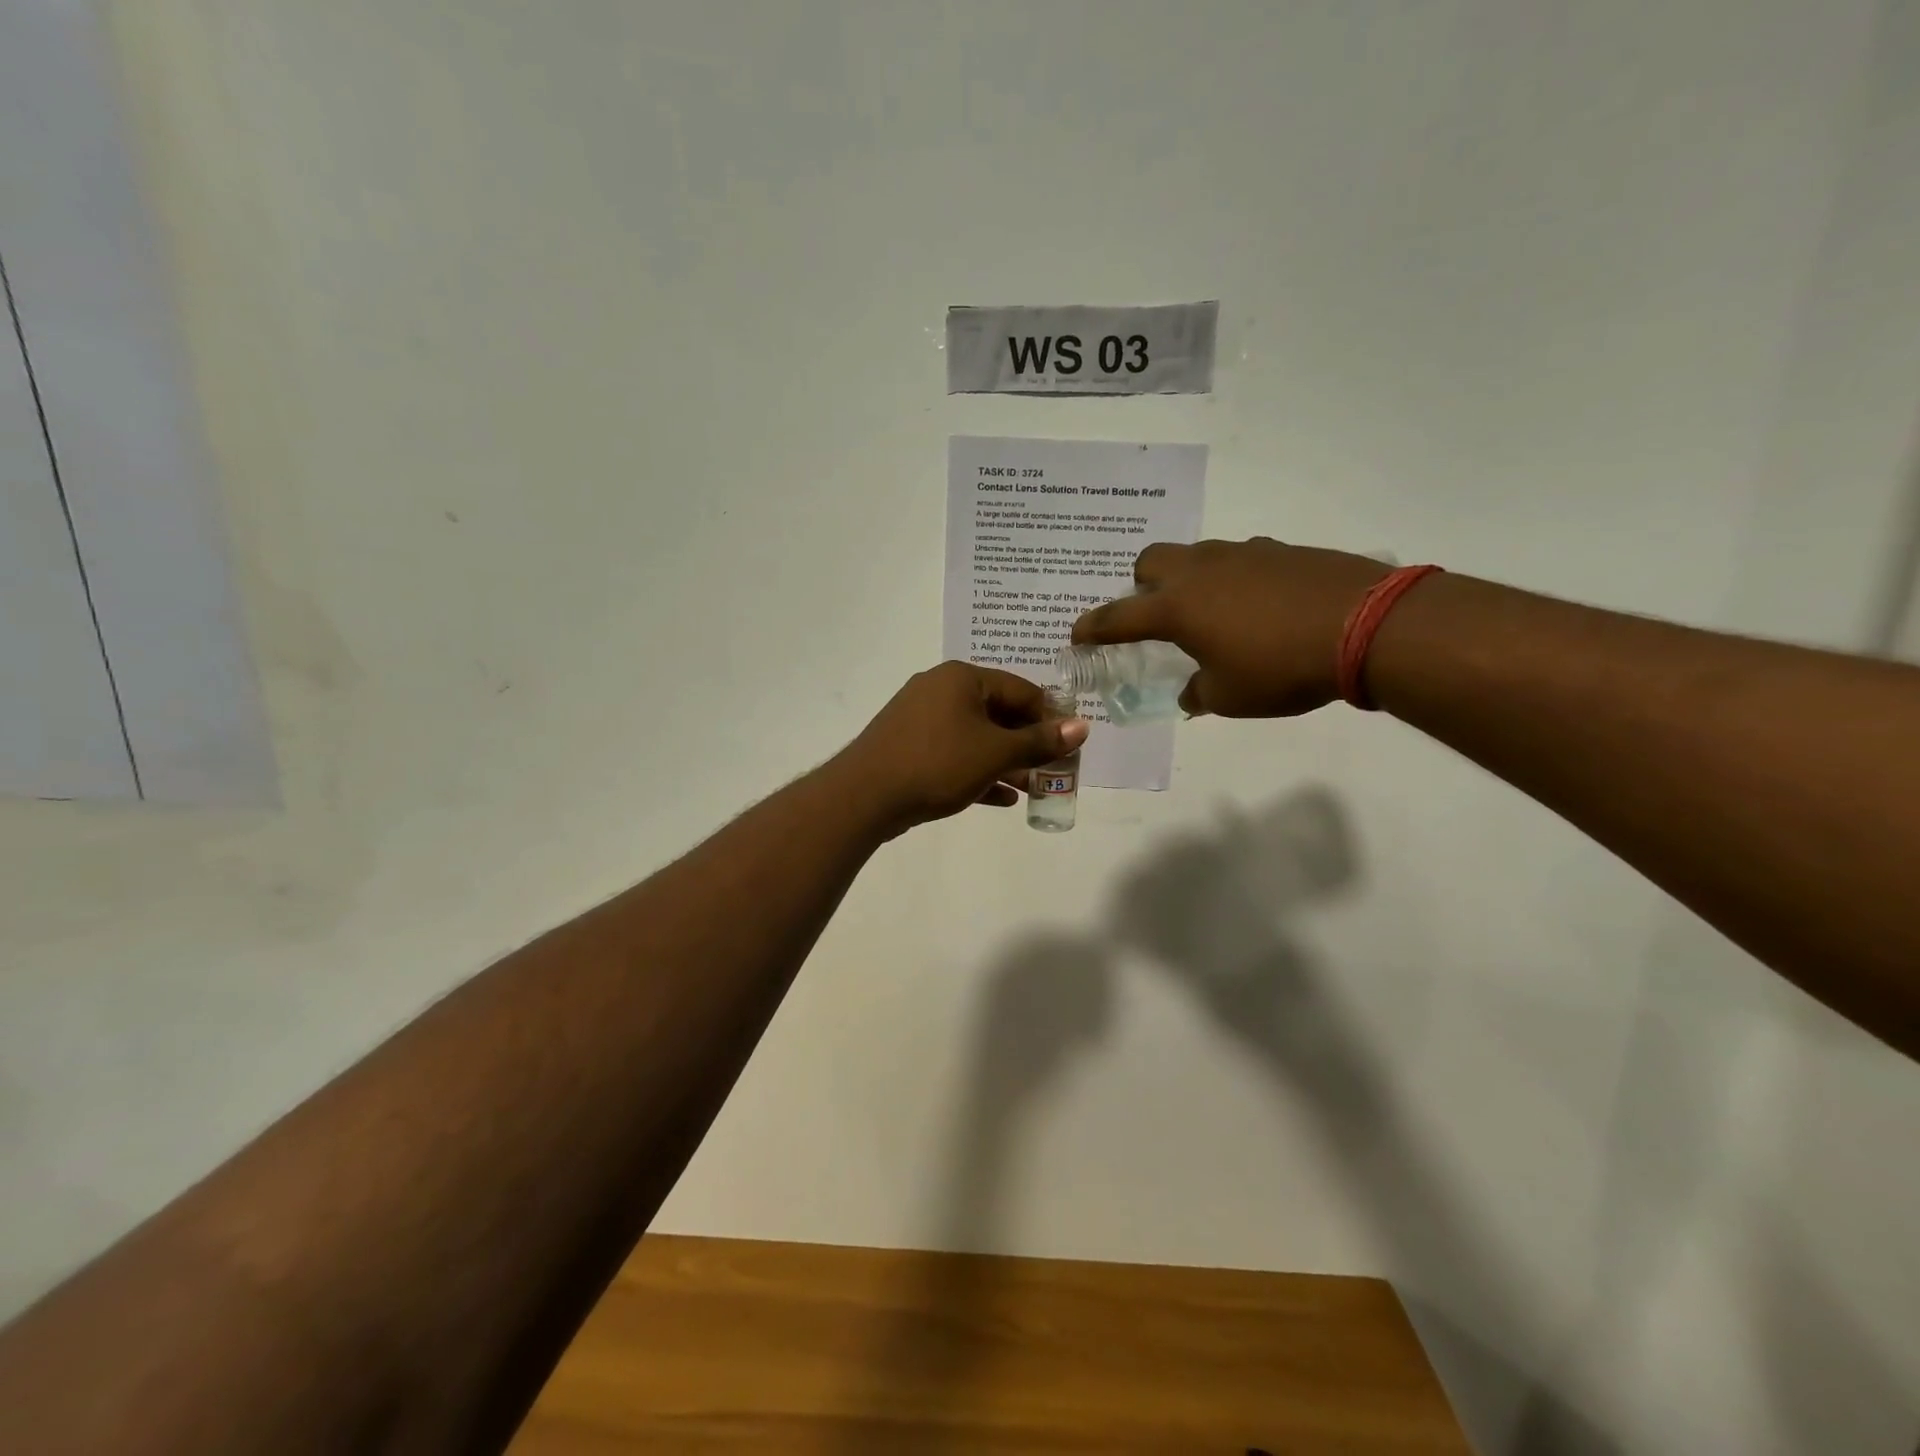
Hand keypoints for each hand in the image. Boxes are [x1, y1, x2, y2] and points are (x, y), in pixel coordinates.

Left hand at [836, 662, 1089, 833]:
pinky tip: (1001, 799)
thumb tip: (1082, 727)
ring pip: (975, 737)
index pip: (1021, 690)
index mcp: (962, 679)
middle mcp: (940, 689)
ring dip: (1005, 762)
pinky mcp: (909, 746)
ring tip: (1032, 789)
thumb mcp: (995, 753)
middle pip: (998, 713)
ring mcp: (920, 718)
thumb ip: (1040, 742)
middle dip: (1027, 745)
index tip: (1069, 747)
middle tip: (1052, 772)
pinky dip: (977, 772)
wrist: (865, 796)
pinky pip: (953, 754)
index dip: (1050, 718)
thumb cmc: (937, 764)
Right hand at [1071, 539, 1390, 716]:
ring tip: (1212, 614)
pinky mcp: (1280, 550)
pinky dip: (1234, 579)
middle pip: (1150, 561)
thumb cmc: (1282, 668)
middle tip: (1155, 615)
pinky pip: (1239, 559)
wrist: (1367, 625)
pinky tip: (1258, 606)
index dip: (1093, 627)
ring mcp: (1242, 553)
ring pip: (1196, 555)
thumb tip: (1192, 692)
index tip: (1076, 634)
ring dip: (1189, 580)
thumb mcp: (1231, 697)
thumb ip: (1199, 693)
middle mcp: (1201, 571)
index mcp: (1178, 607)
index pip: (1118, 616)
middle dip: (1142, 585)